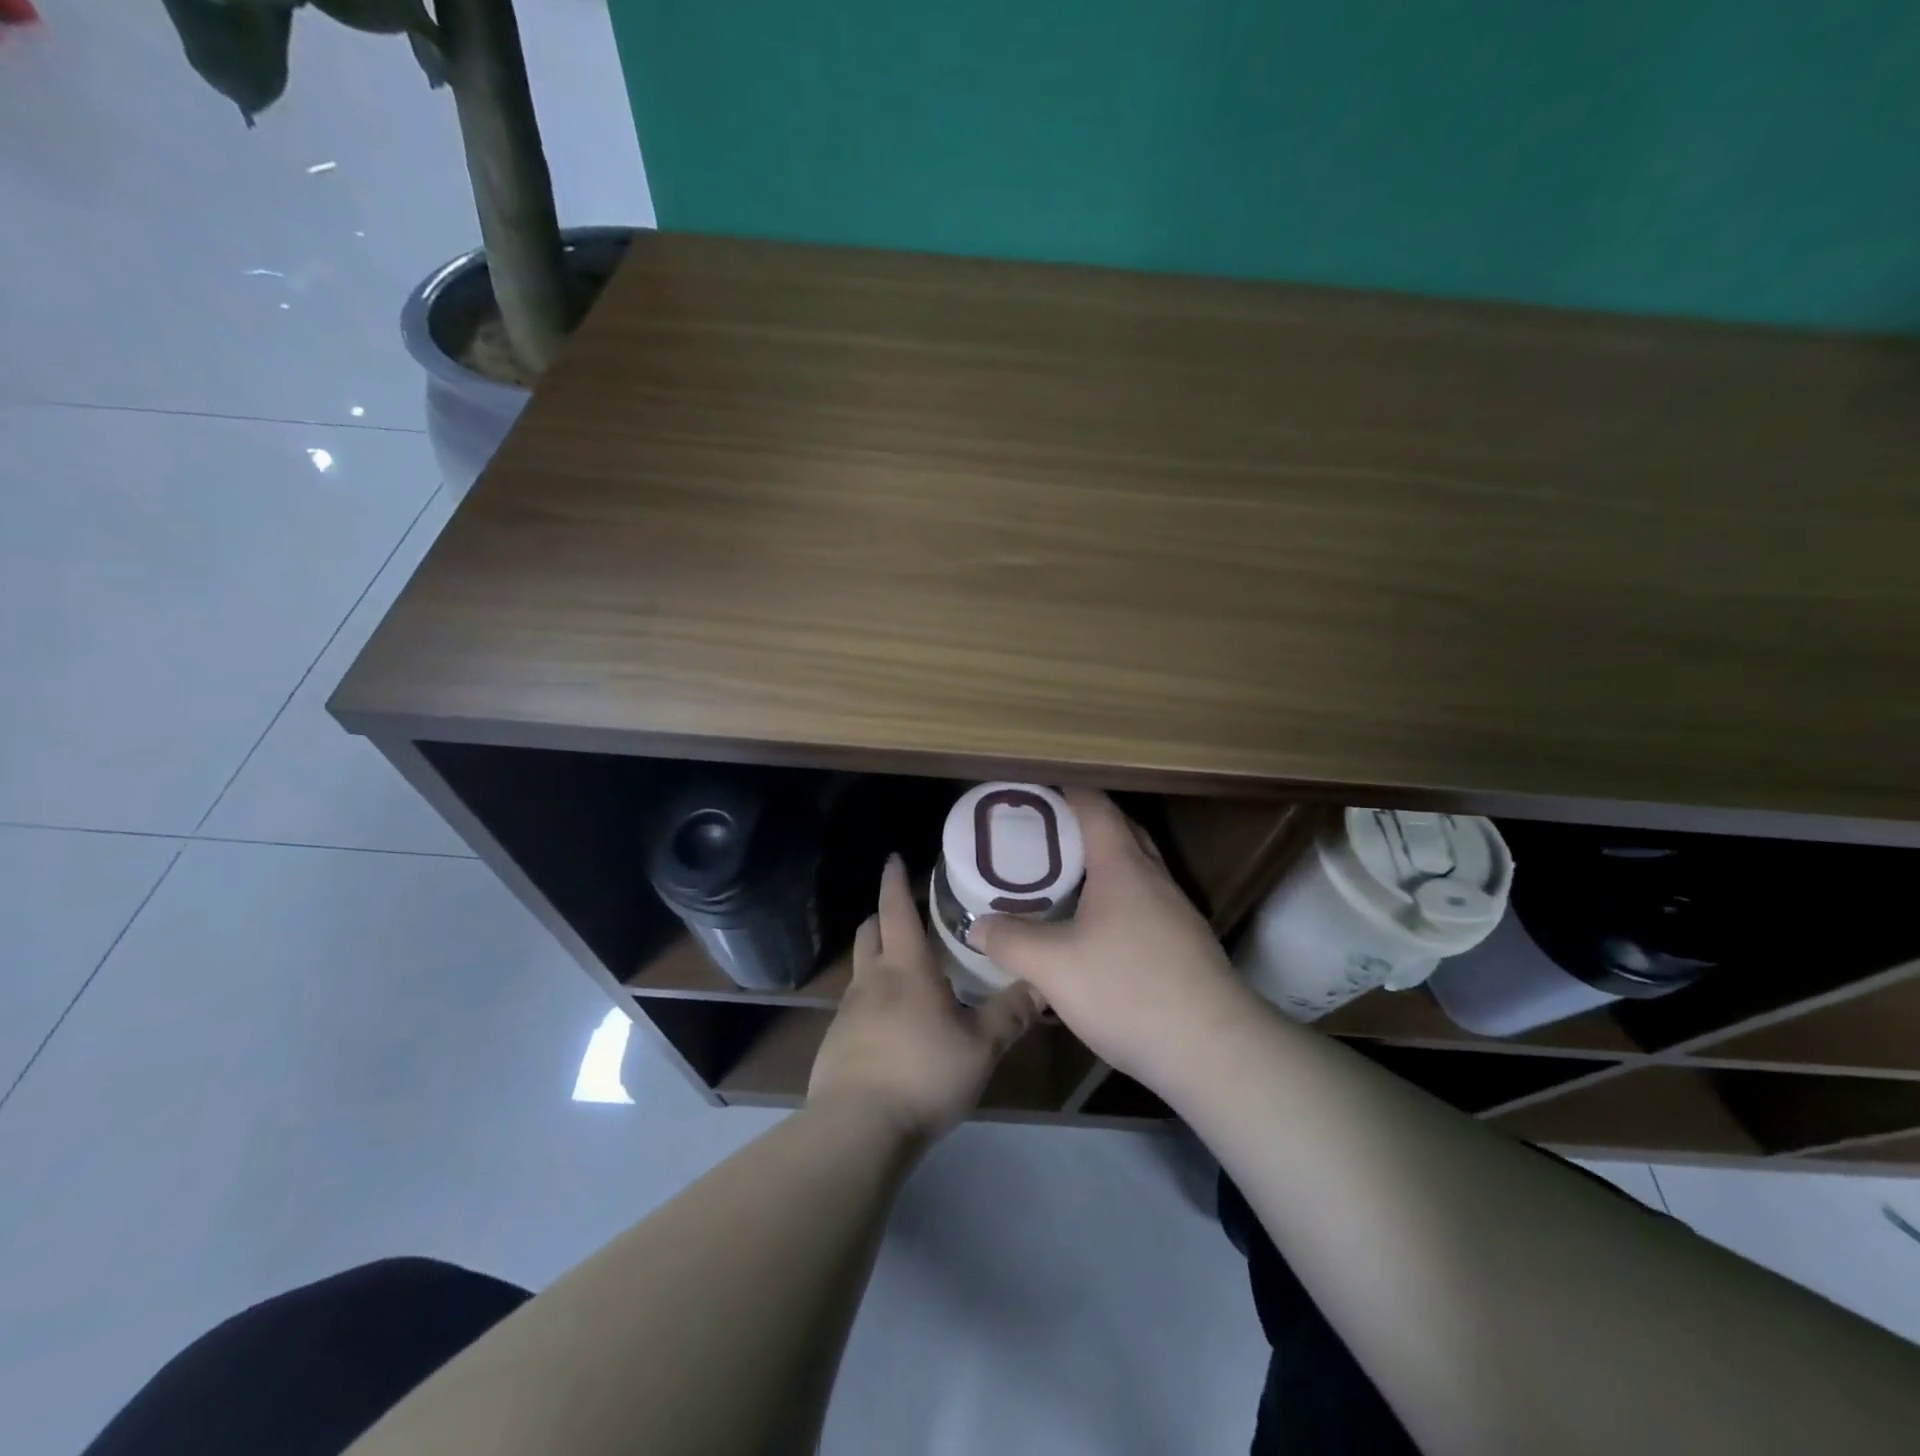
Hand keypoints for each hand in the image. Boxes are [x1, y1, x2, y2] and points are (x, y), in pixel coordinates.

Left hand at [808, 854, 1043, 1142]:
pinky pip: (856, 1005)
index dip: (895, 881)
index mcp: (905, 967)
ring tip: (909, 970)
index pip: (896, 909)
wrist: (857, 1129)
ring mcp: (848, 1011)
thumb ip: (1010, 1014)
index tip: (894, 858)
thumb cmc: (923, 1073)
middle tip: (909, 914)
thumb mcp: (980, 1046)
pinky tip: (894, 1024)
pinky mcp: (836, 1042)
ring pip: (862, 968)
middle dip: (884, 915)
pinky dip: (874, 997)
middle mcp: (871, 979)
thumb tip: (1042, 984)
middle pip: (870, 931)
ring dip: (879, 957)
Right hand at [968, 789, 1257, 1089]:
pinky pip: (1143, 901)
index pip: (1095, 807)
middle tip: (1042, 833)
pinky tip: (1094, 930)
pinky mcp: (1185, 944)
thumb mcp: (1054, 967)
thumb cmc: (1128, 990)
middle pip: (1120, 831)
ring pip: (1135, 869)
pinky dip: (1116, 898)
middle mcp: (1154, 878)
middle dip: (1083, 823)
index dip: (1065, 791)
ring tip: (1061, 878)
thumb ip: (1011, 941)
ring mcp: (1175, 911)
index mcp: (1123, 867)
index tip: (1035, 790)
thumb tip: (978, 926)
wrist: (1212, 1050)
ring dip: (1101, 863)